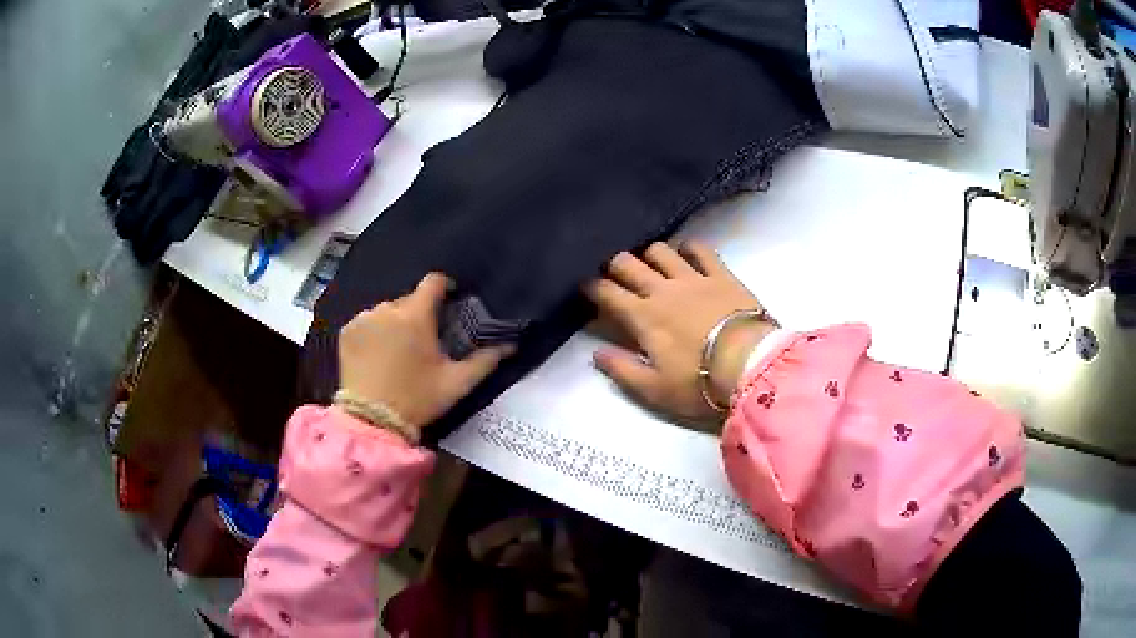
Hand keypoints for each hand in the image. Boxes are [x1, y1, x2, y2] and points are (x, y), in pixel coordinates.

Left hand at [338, 273, 513, 431]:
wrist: (371, 421)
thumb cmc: (417, 399)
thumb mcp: (456, 383)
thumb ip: (485, 361)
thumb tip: (510, 345)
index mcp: (416, 316)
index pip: (433, 282)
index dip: (445, 286)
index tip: (450, 298)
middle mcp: (387, 309)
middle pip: (410, 299)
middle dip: (420, 313)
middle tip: (426, 338)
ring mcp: (363, 319)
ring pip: (386, 310)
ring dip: (396, 322)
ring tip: (399, 349)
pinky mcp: (347, 332)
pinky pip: (367, 321)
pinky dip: (375, 331)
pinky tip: (378, 353)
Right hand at [583, 242, 773, 426]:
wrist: (750, 367)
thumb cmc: (698, 383)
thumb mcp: (654, 389)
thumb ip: (622, 370)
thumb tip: (596, 353)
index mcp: (643, 317)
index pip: (608, 293)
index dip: (592, 287)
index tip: (587, 288)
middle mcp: (662, 290)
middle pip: (628, 263)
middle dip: (615, 265)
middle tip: (615, 273)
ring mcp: (693, 278)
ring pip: (661, 251)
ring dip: (649, 254)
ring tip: (650, 264)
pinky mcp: (721, 275)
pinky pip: (701, 250)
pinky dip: (689, 247)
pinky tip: (686, 252)